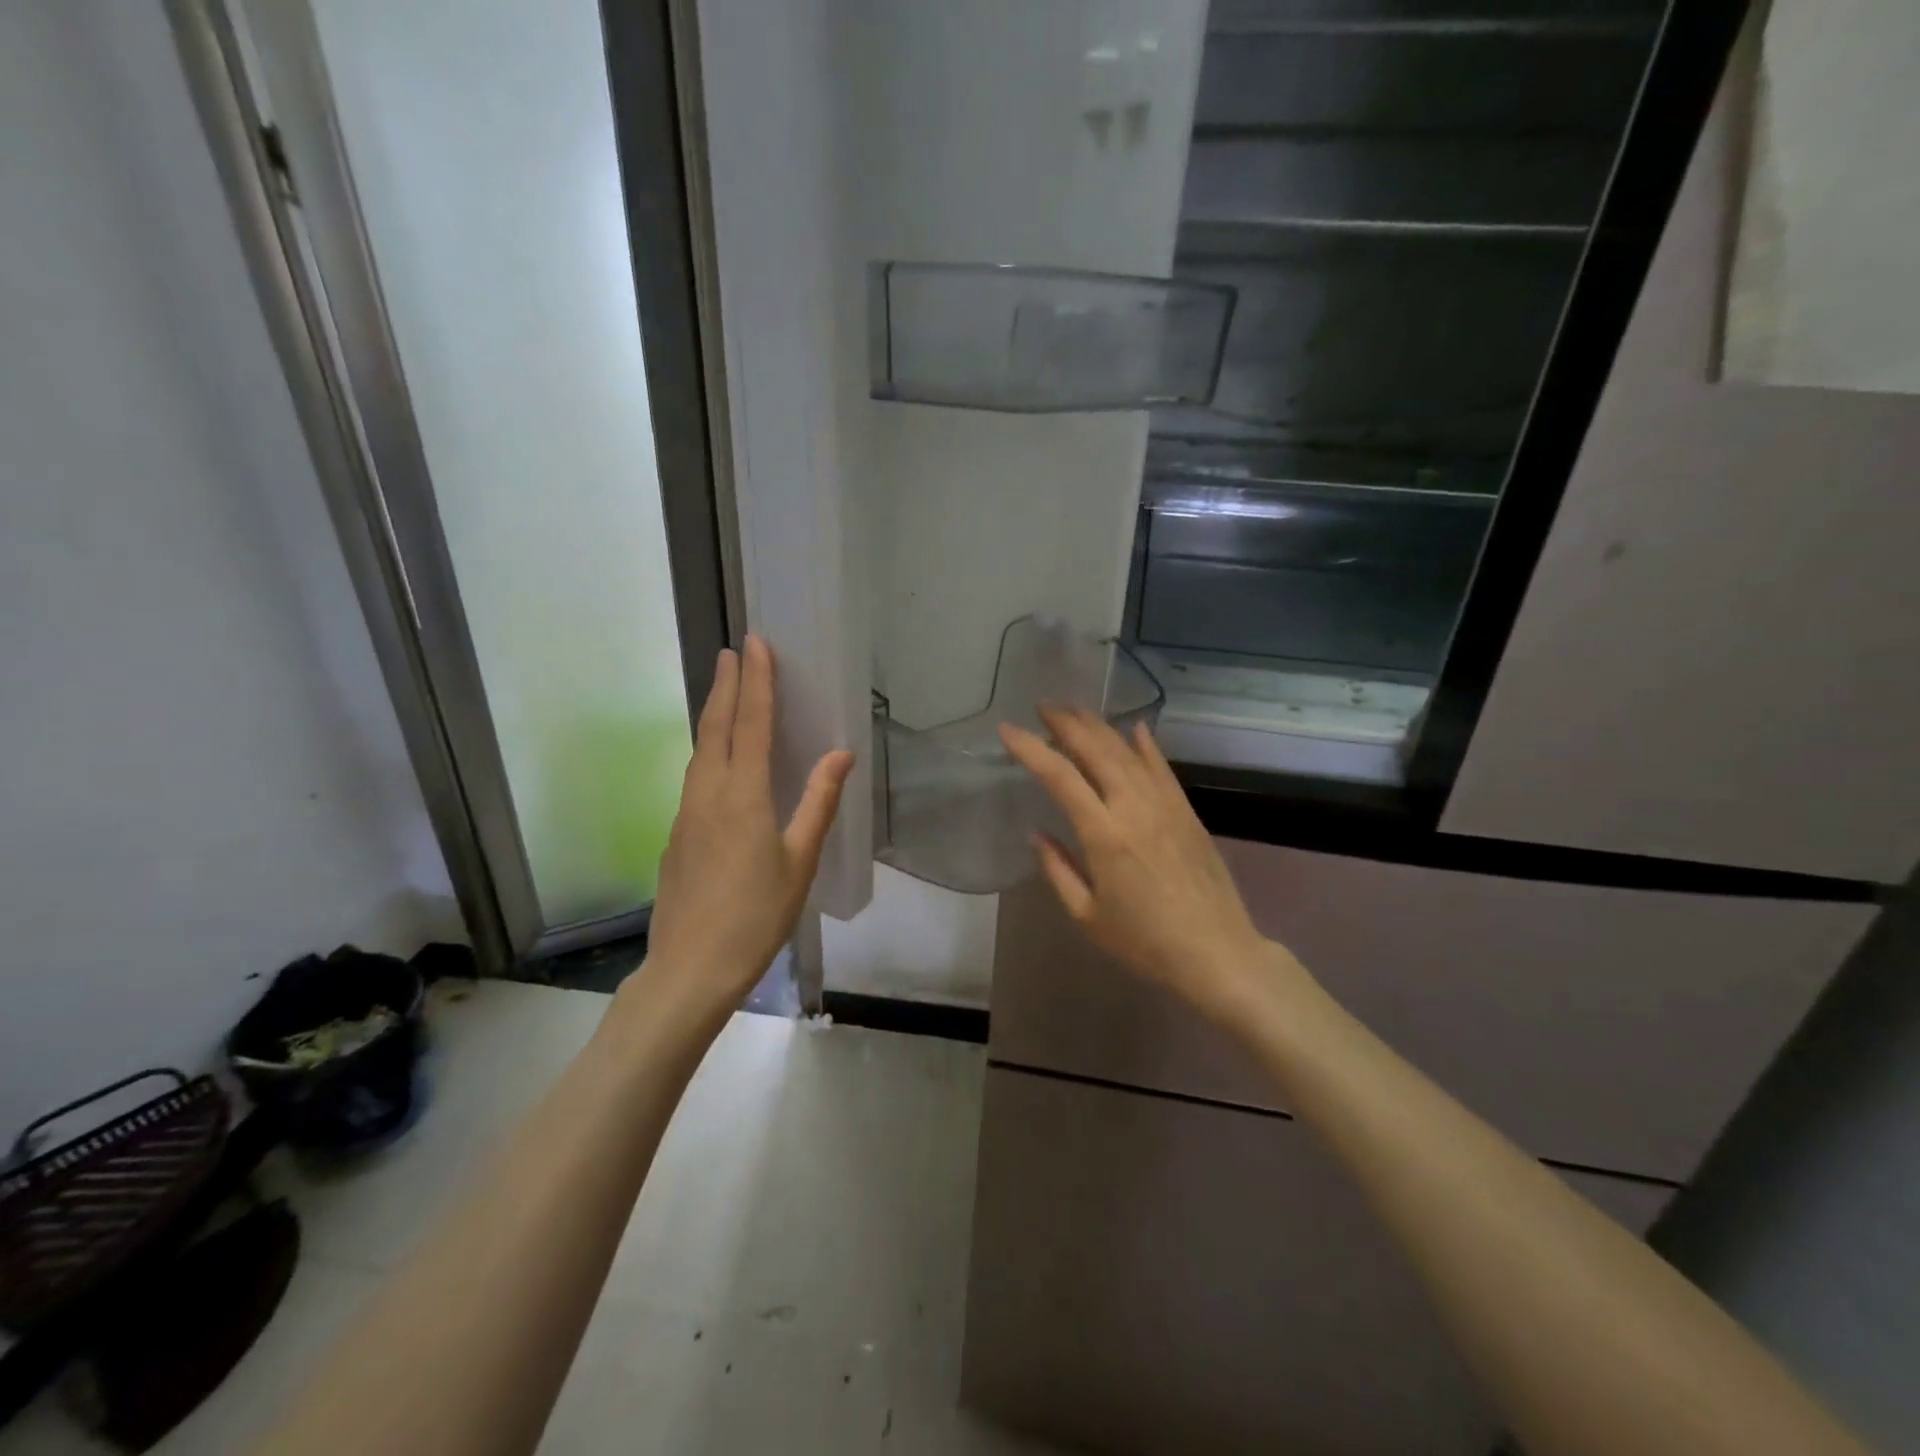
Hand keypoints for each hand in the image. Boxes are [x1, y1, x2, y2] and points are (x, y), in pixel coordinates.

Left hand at [641, 635, 853, 1021]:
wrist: (690, 968)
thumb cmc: (756, 915)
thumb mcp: (799, 861)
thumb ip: (818, 803)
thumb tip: (841, 753)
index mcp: (743, 795)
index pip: (750, 724)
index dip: (756, 682)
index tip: (755, 645)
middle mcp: (708, 793)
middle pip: (716, 727)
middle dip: (726, 685)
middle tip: (733, 651)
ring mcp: (686, 813)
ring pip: (700, 750)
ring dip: (713, 714)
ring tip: (725, 690)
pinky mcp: (677, 834)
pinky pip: (695, 776)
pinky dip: (709, 749)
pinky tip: (717, 759)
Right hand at [999, 707, 1294, 1022]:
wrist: (1217, 952)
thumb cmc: (1144, 942)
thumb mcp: (1087, 915)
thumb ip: (1058, 869)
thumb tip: (1038, 833)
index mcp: (1104, 834)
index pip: (1059, 776)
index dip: (1030, 748)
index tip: (1007, 729)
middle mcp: (1133, 807)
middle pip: (1095, 750)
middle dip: (1066, 723)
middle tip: (1043, 706)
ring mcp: (1164, 805)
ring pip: (1127, 751)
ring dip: (1099, 726)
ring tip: (1075, 709)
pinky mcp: (1186, 811)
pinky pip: (1162, 768)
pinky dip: (1146, 745)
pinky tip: (1135, 728)